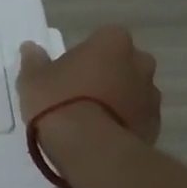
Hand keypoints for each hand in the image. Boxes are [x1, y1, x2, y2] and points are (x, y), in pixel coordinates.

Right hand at [18, 26, 160, 144]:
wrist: (90, 148)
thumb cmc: (59, 102)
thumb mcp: (33, 80)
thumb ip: (34, 61)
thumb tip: (31, 48)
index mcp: (112, 41)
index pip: (101, 39)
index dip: (85, 56)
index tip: (69, 73)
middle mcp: (140, 62)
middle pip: (123, 64)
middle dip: (108, 75)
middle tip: (81, 95)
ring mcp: (151, 95)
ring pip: (133, 92)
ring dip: (118, 100)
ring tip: (92, 121)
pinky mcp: (155, 126)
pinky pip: (137, 118)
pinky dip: (125, 123)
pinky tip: (103, 137)